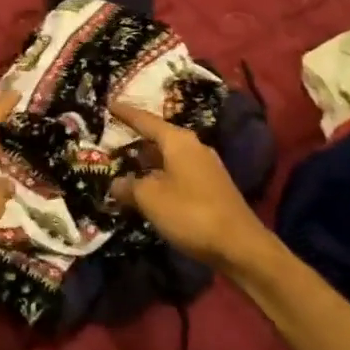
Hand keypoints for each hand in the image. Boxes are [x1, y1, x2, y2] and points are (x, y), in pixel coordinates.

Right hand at [110, 101, 269, 268]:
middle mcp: (194, 147)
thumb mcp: (150, 199)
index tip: (108, 103)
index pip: (145, 120)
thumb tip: (116, 183)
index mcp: (178, 141)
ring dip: (148, 161)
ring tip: (126, 166)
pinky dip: (160, 175)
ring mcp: (206, 167)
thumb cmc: (191, 213)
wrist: (241, 246)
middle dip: (136, 138)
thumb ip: (128, 187)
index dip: (125, 113)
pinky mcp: (212, 187)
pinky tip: (149, 189)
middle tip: (112, 139)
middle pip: (159, 137)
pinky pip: (178, 172)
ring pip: (169, 156)